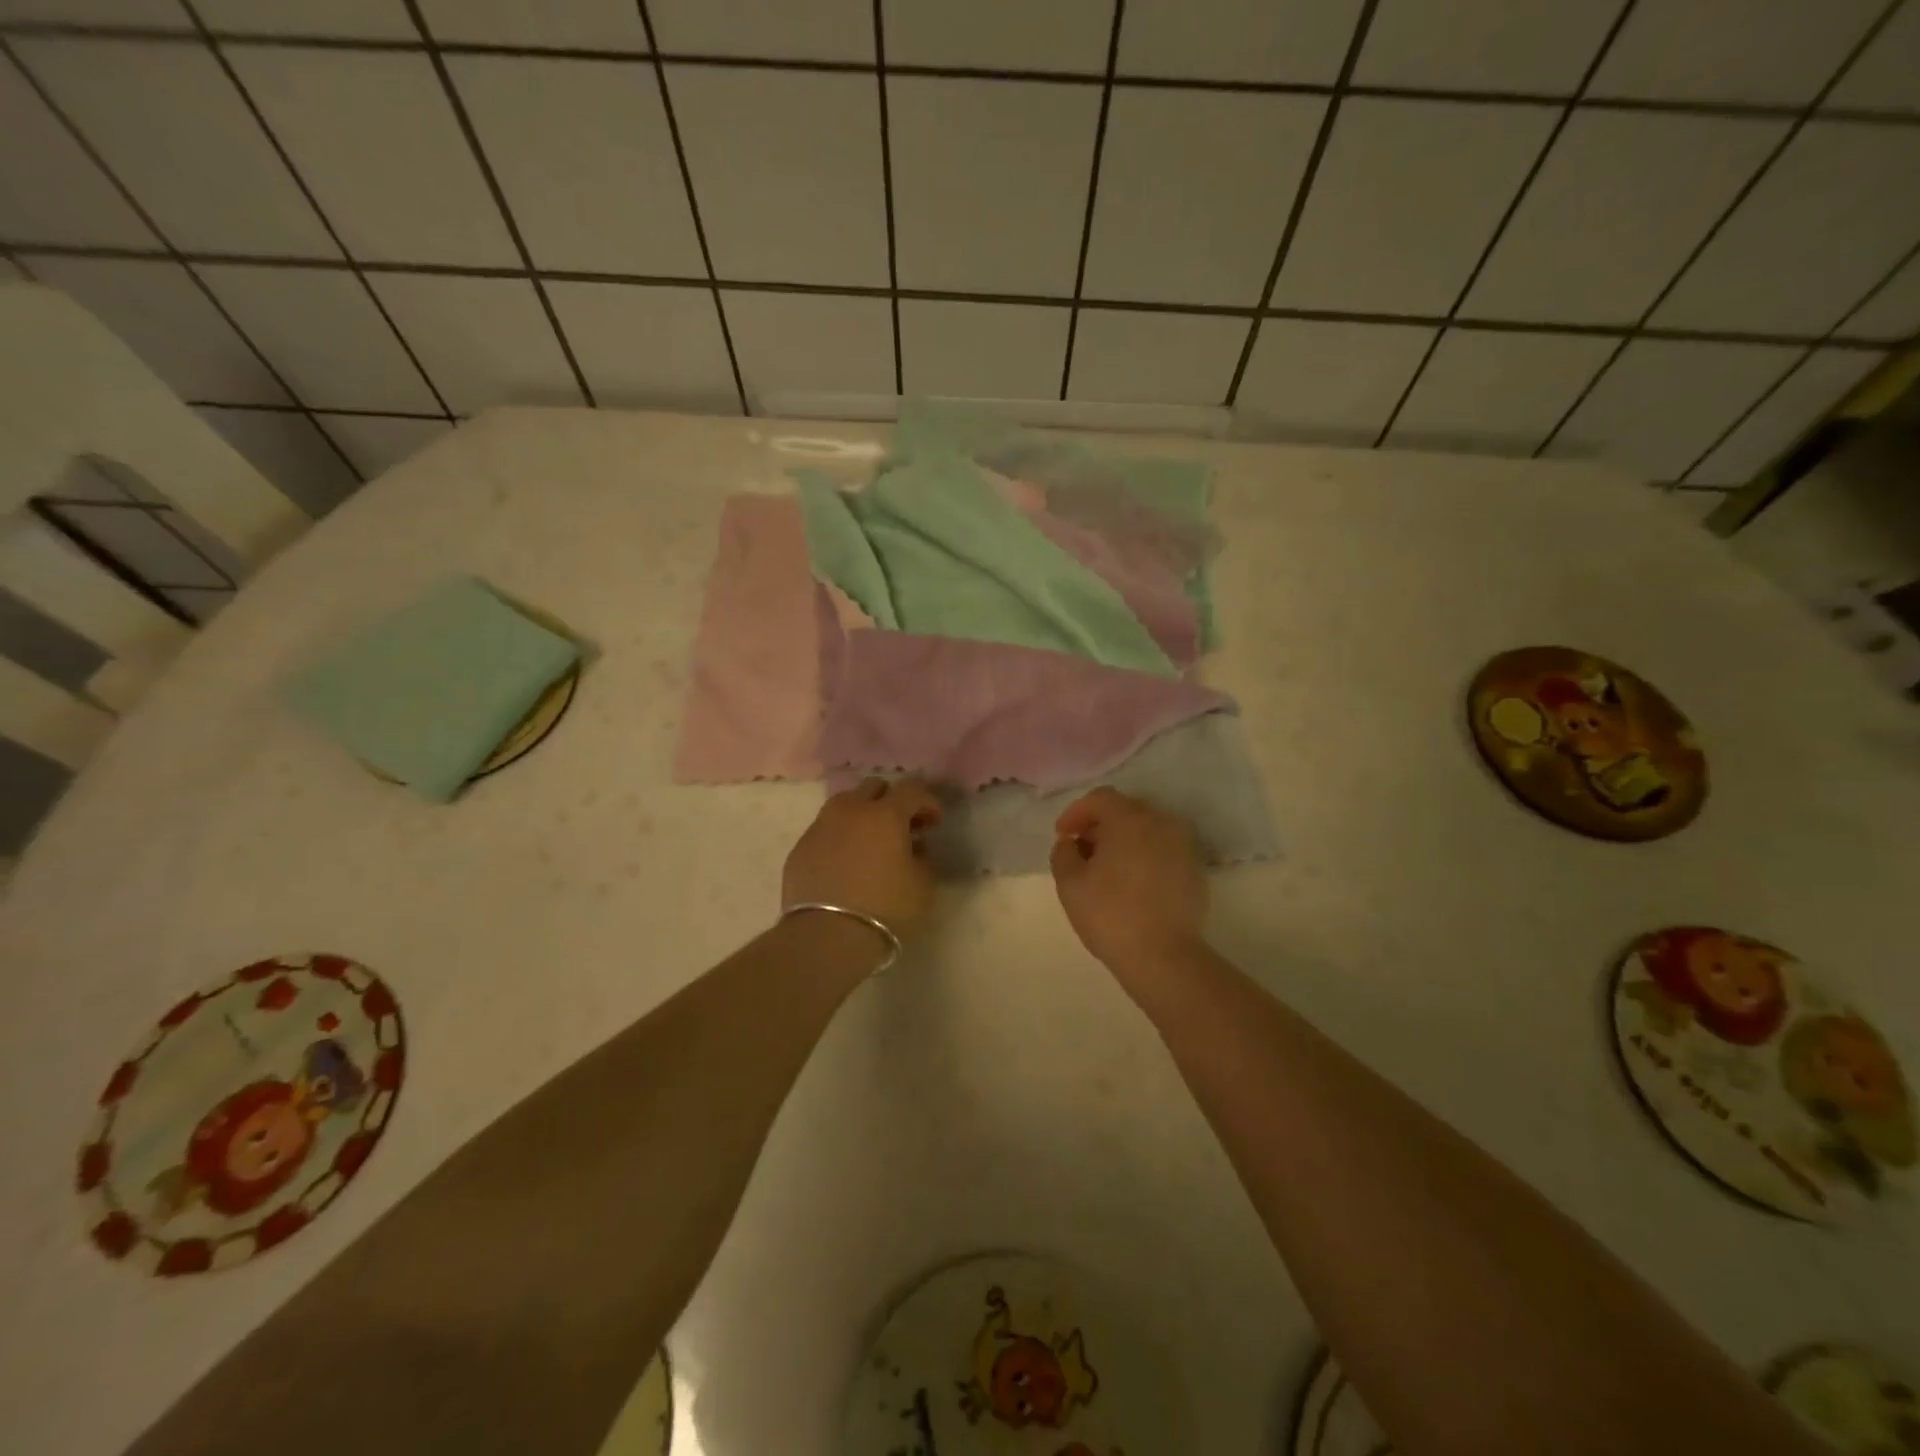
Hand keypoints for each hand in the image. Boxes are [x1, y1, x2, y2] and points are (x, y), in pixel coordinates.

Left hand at [783, 777, 942, 940]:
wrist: (827, 937)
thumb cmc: (885, 909)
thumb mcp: (923, 886)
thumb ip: (923, 859)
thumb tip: (914, 847)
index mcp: (885, 814)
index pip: (912, 790)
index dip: (927, 802)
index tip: (934, 823)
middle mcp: (850, 810)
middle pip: (873, 788)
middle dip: (892, 801)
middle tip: (902, 828)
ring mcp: (820, 827)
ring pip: (844, 805)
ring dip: (862, 815)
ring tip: (871, 843)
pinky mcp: (800, 848)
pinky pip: (825, 831)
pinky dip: (839, 838)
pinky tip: (845, 863)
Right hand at [1050, 788, 1207, 985]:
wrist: (1165, 957)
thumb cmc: (1111, 915)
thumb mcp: (1070, 884)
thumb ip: (1063, 853)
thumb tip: (1071, 844)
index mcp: (1131, 819)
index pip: (1100, 799)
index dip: (1076, 812)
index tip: (1062, 835)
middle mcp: (1162, 823)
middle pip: (1125, 810)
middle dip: (1100, 825)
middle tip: (1082, 851)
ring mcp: (1184, 846)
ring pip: (1147, 830)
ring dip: (1123, 840)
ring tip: (1106, 869)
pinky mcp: (1196, 870)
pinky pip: (1163, 850)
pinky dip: (1144, 856)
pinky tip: (1132, 883)